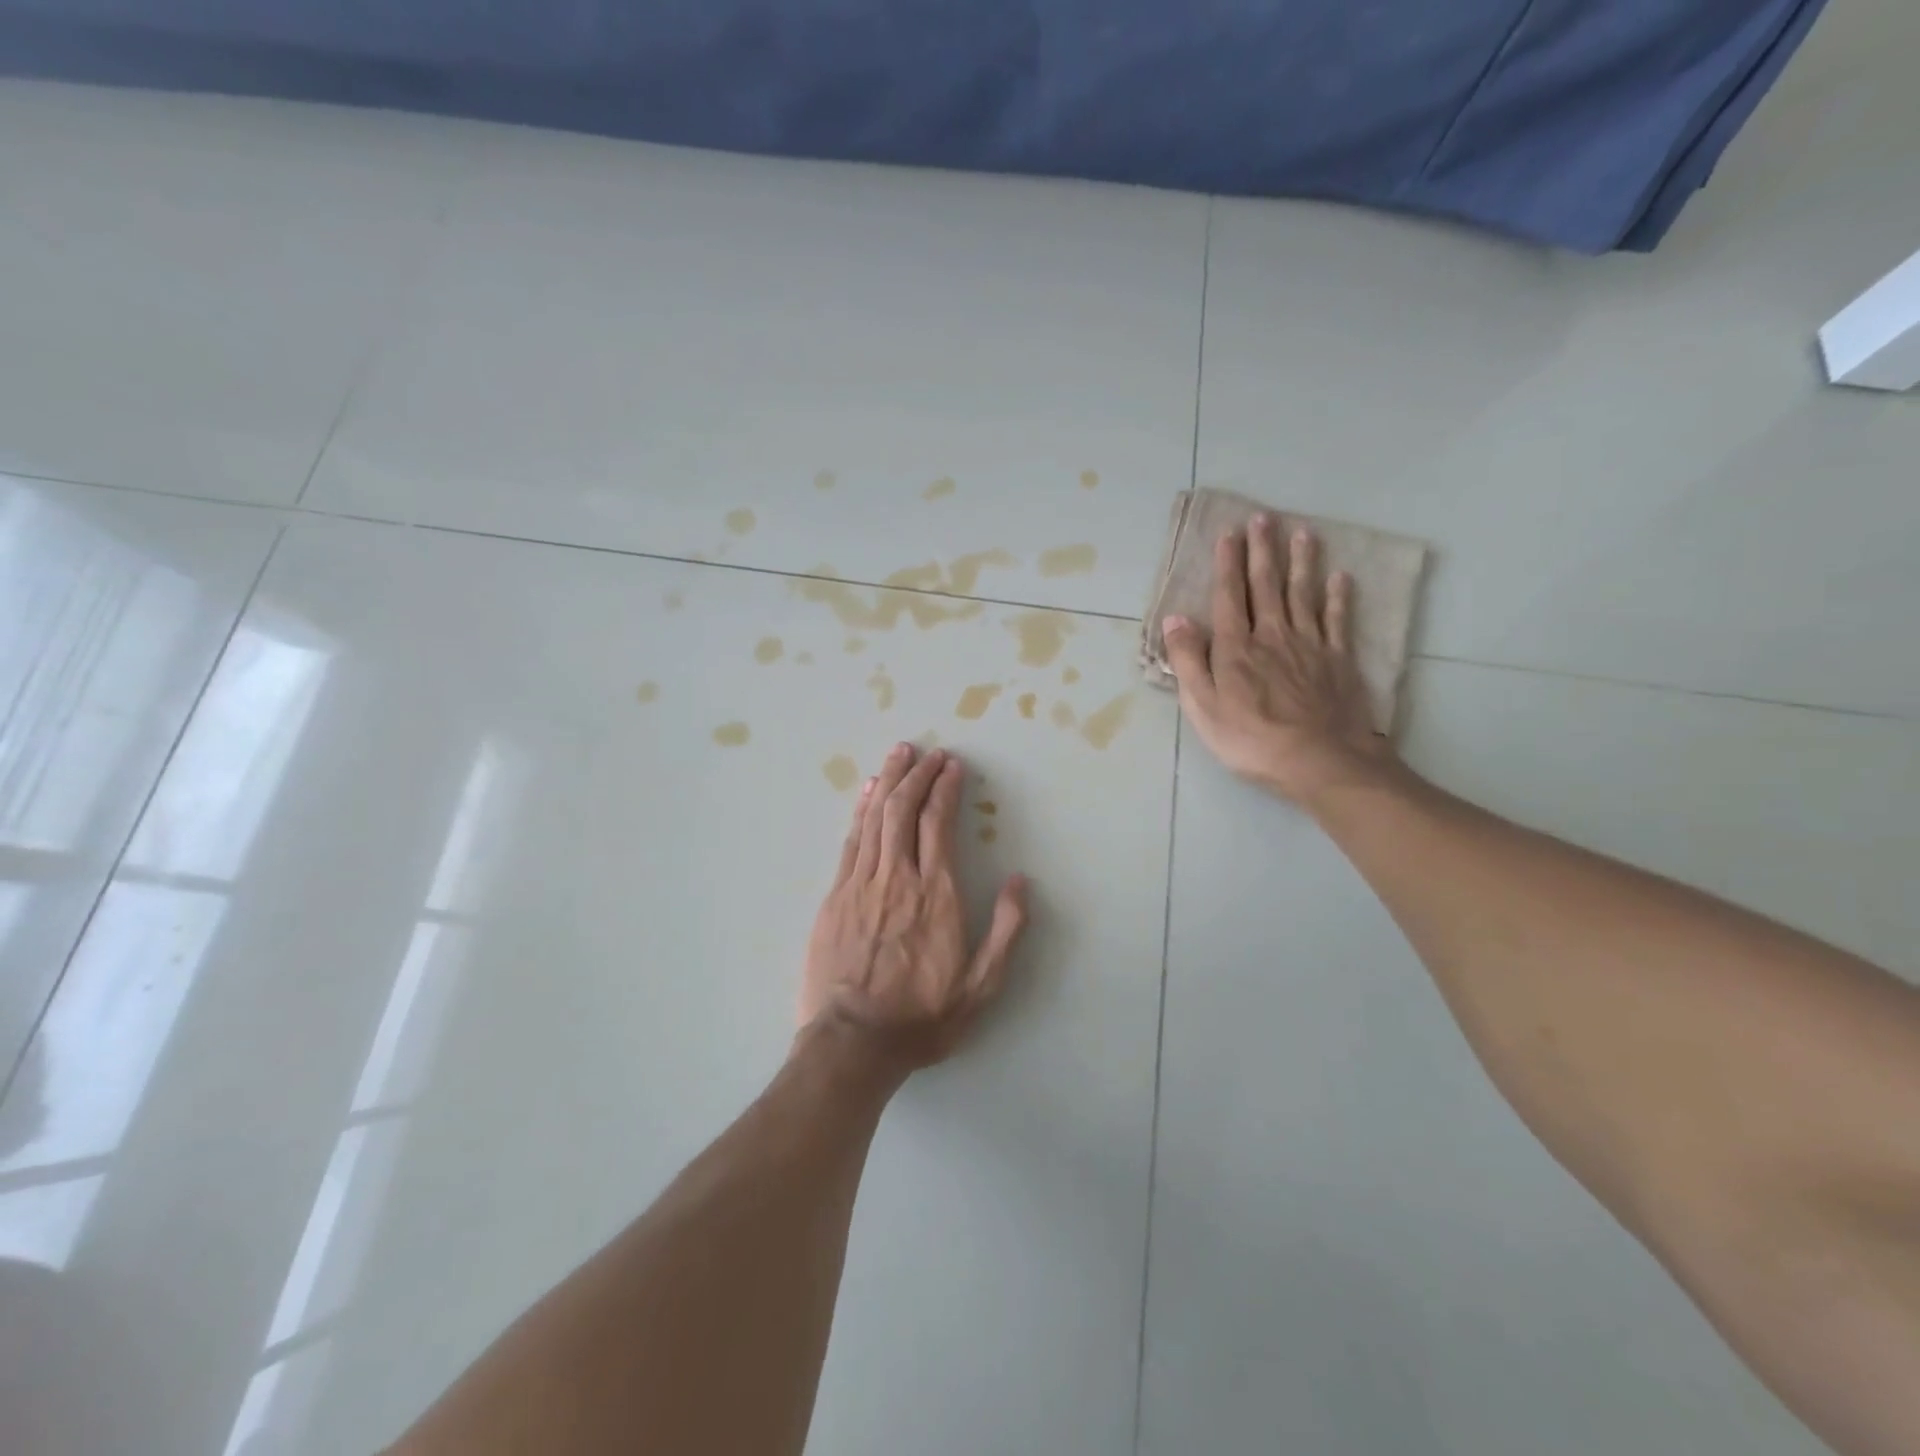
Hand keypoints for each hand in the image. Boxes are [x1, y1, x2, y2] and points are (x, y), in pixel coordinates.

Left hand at [800, 743, 1028, 1075]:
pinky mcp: (835, 896)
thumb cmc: (923, 1016)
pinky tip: (867, 793)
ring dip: (889, 781)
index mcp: (936, 893)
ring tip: (900, 755)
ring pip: (875, 818)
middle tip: (928, 752)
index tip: (952, 766)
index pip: (938, 823)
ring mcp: (861, 883)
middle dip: (917, 774)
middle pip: (904, 810)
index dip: (945, 788)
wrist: (854, 1041)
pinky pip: (852, 841)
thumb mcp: (982, 986)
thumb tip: (1021, 881)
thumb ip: (1006, 930)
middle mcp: (898, 877)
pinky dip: (861, 811)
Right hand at [1163, 516, 1391, 805]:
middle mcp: (1272, 635)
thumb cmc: (1250, 738)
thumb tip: (1175, 620)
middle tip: (1263, 518)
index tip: (1228, 534)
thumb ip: (1188, 661)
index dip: (1227, 564)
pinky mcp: (1338, 660)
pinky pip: (1338, 620)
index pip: (1229, 597)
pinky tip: (1340, 577)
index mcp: (1236, 647)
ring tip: (1302, 532)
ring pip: (1303, 594)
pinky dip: (1339, 596)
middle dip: (1263, 550)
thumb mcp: (1202, 706)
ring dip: (1301, 562)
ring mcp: (1309, 645)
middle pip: (1266, 585)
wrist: (1318, 760)